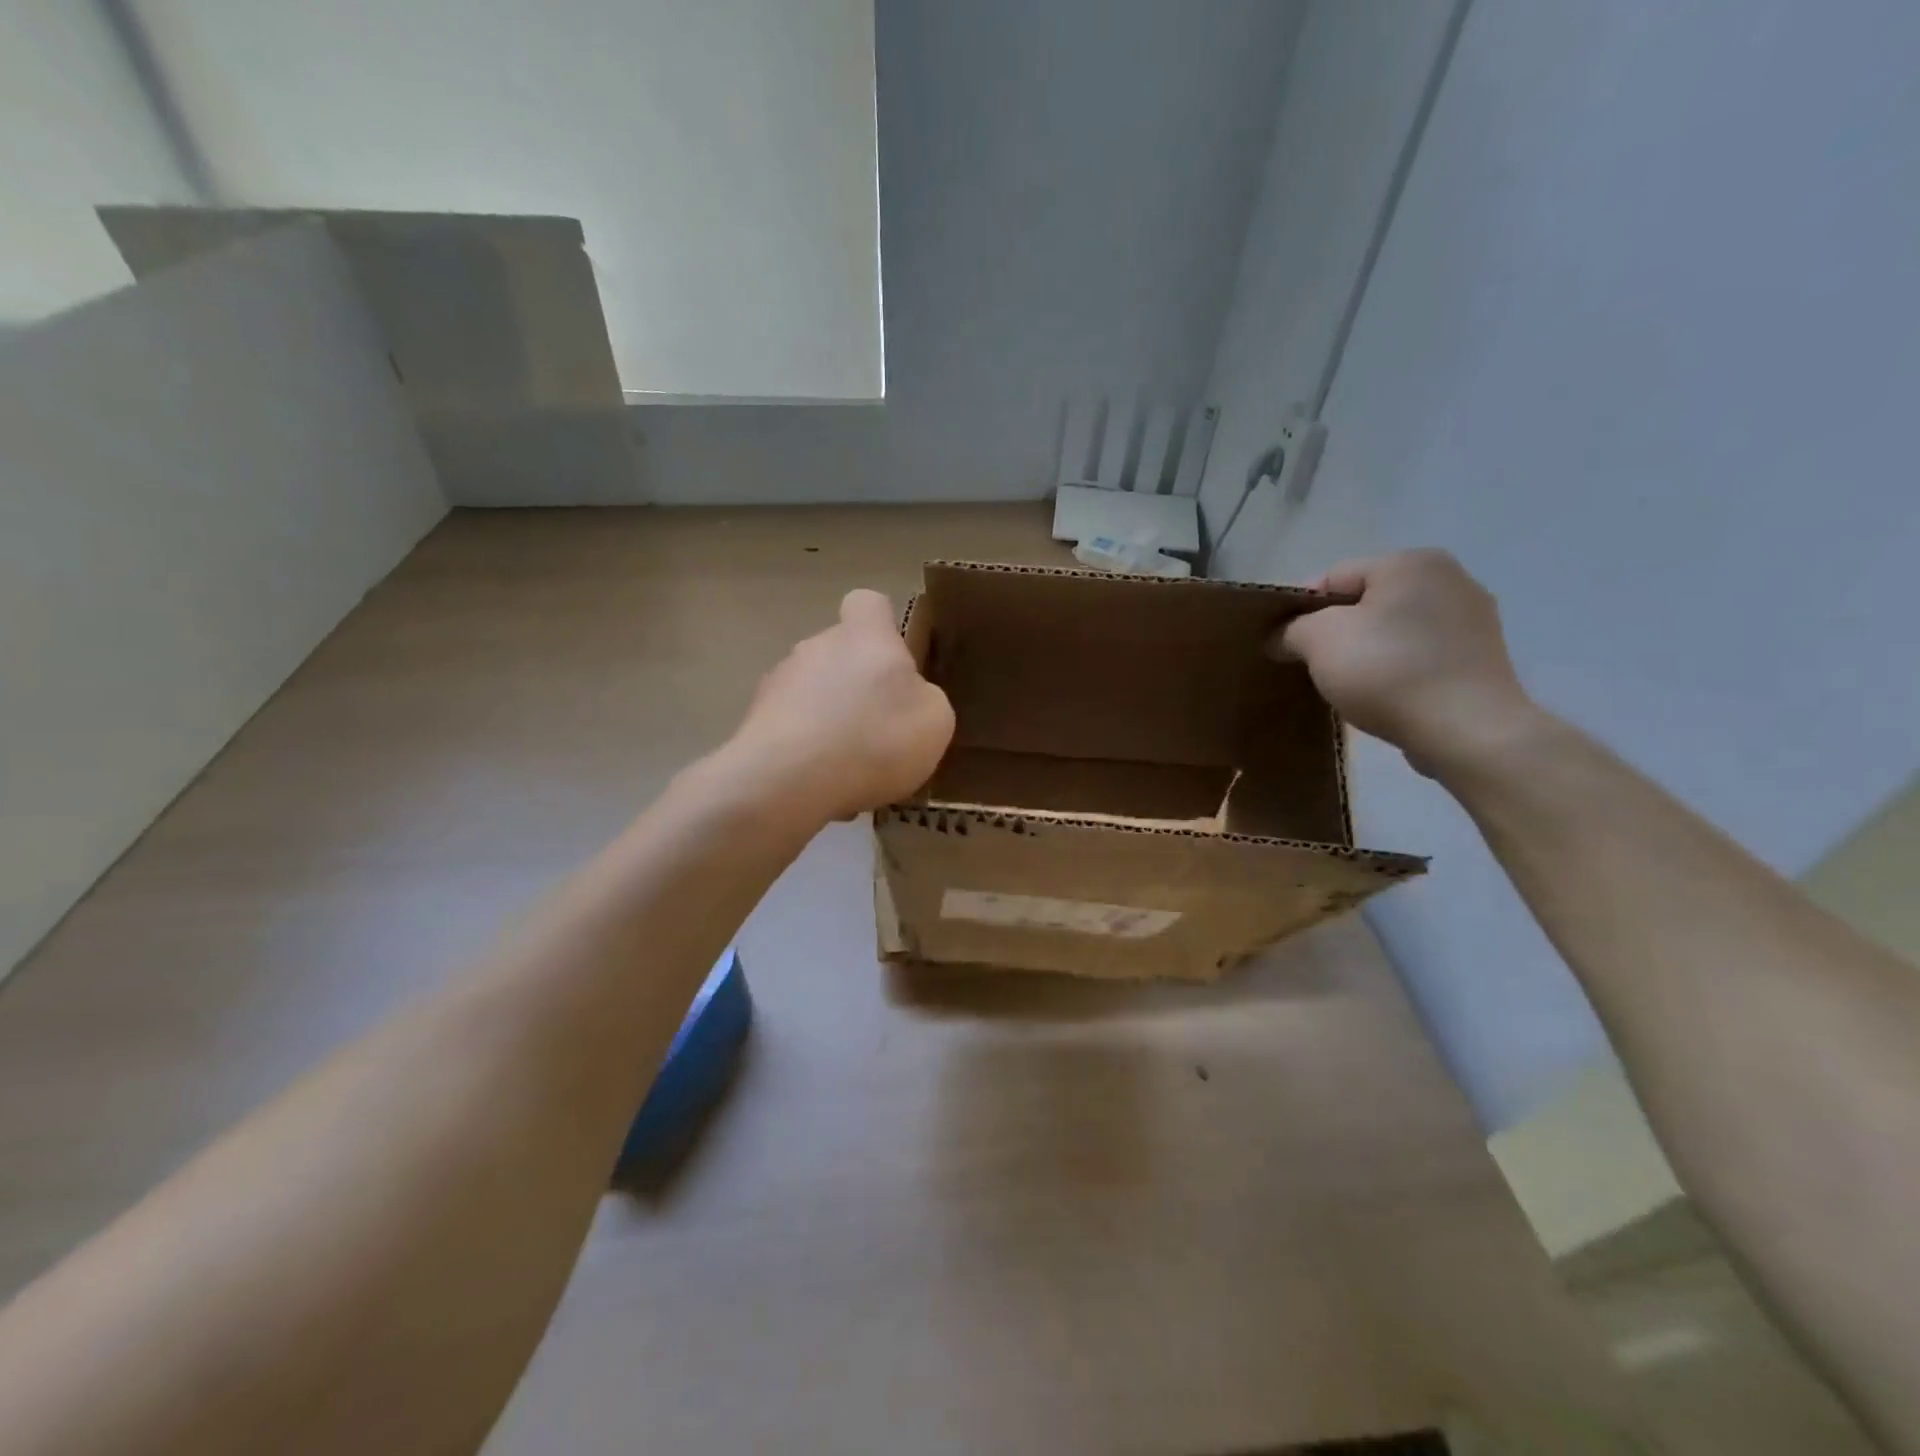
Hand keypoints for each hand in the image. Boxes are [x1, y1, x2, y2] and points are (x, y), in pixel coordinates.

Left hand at [729, 589, 954, 820]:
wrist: (787, 781)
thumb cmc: (875, 739)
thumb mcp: (934, 721)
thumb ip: (925, 698)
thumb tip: (910, 697)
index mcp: (865, 636)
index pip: (868, 604)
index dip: (882, 626)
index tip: (894, 660)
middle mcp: (817, 646)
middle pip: (839, 652)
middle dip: (857, 684)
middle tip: (879, 728)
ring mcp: (778, 682)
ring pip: (812, 692)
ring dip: (829, 718)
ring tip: (848, 765)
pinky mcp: (754, 721)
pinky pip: (790, 728)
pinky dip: (805, 749)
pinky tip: (820, 783)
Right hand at [1272, 550, 1540, 775]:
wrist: (1467, 731)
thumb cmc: (1387, 671)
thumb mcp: (1319, 641)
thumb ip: (1291, 629)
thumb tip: (1281, 638)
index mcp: (1410, 562)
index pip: (1333, 577)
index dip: (1301, 610)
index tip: (1285, 645)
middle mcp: (1450, 577)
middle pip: (1366, 601)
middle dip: (1336, 631)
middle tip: (1314, 667)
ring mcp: (1473, 618)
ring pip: (1394, 629)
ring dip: (1367, 651)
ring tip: (1350, 686)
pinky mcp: (1483, 657)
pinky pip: (1422, 654)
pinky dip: (1398, 669)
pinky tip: (1386, 696)